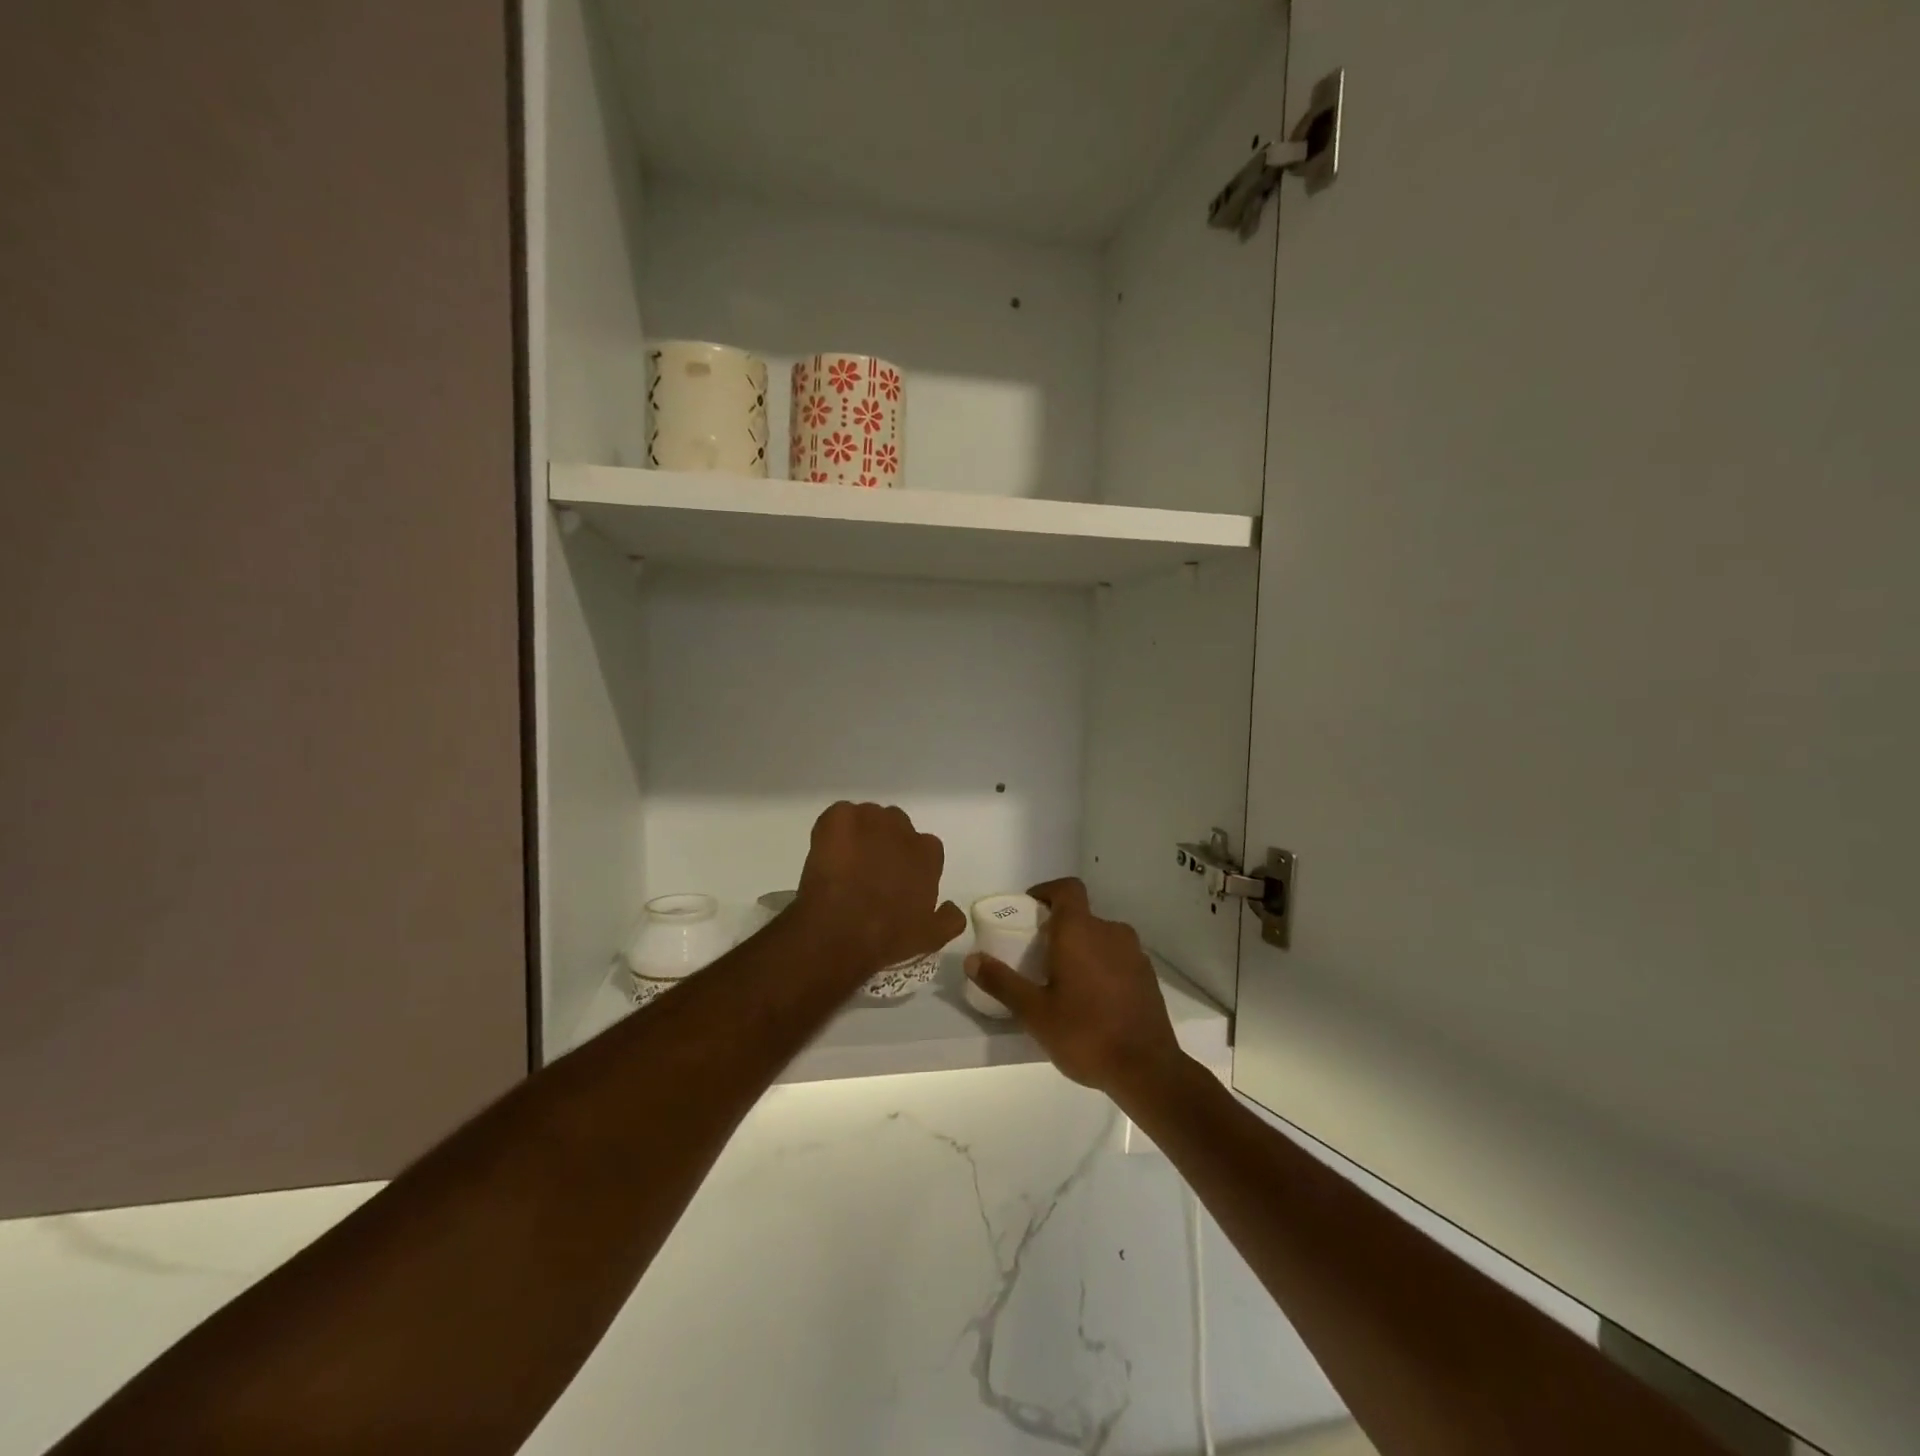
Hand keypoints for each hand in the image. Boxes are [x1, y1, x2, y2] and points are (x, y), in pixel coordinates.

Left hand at [794, 802, 964, 977]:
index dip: (908, 863)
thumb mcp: (930, 938)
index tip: (895, 881)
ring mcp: (870, 819)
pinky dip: (833, 829)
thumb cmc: (887, 938)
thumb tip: (953, 906)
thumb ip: (949, 919)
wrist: (839, 934)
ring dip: (859, 834)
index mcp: (927, 853)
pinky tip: (826, 853)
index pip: (924, 847)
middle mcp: (903, 829)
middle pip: (895, 827)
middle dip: (884, 843)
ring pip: (867, 818)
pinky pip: (839, 815)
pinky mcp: (839, 818)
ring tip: (843, 863)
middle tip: (867, 871)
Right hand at [964, 877, 1182, 1095]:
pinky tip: (1092, 999)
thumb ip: (1002, 982)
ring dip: (1082, 948)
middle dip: (1058, 928)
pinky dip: (1102, 966)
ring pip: (1101, 937)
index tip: (1030, 908)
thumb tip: (972, 958)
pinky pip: (1118, 957)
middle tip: (1038, 955)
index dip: (1047, 891)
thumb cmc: (1085, 1033)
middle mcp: (1110, 931)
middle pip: (1081, 915)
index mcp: (1080, 930)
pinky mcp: (1148, 976)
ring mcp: (1134, 953)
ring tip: (1063, 980)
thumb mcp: (1034, 1012)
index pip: (1067, 888)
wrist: (1147, 1069)